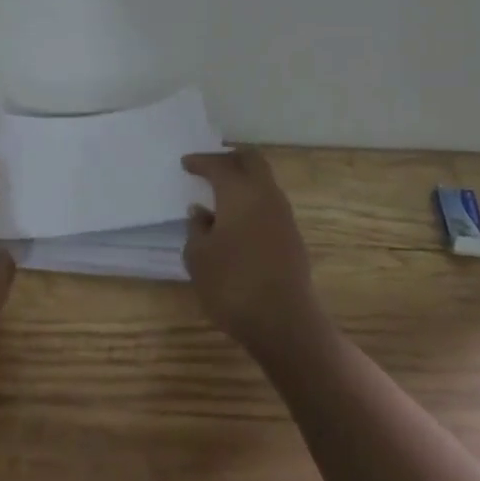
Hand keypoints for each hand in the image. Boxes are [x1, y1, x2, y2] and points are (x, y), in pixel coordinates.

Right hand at [182, 148, 319, 350]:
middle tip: (211, 165)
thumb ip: (196, 229)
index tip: (186, 164)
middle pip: (252, 161)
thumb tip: (201, 213)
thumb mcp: (198, 257)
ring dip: (244, 180)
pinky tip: (237, 220)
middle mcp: (266, 196)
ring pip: (264, 182)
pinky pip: (269, 205)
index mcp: (239, 192)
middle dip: (230, 158)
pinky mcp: (293, 238)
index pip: (219, 165)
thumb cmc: (232, 284)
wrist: (284, 322)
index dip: (201, 162)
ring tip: (222, 193)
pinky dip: (252, 201)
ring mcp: (284, 217)